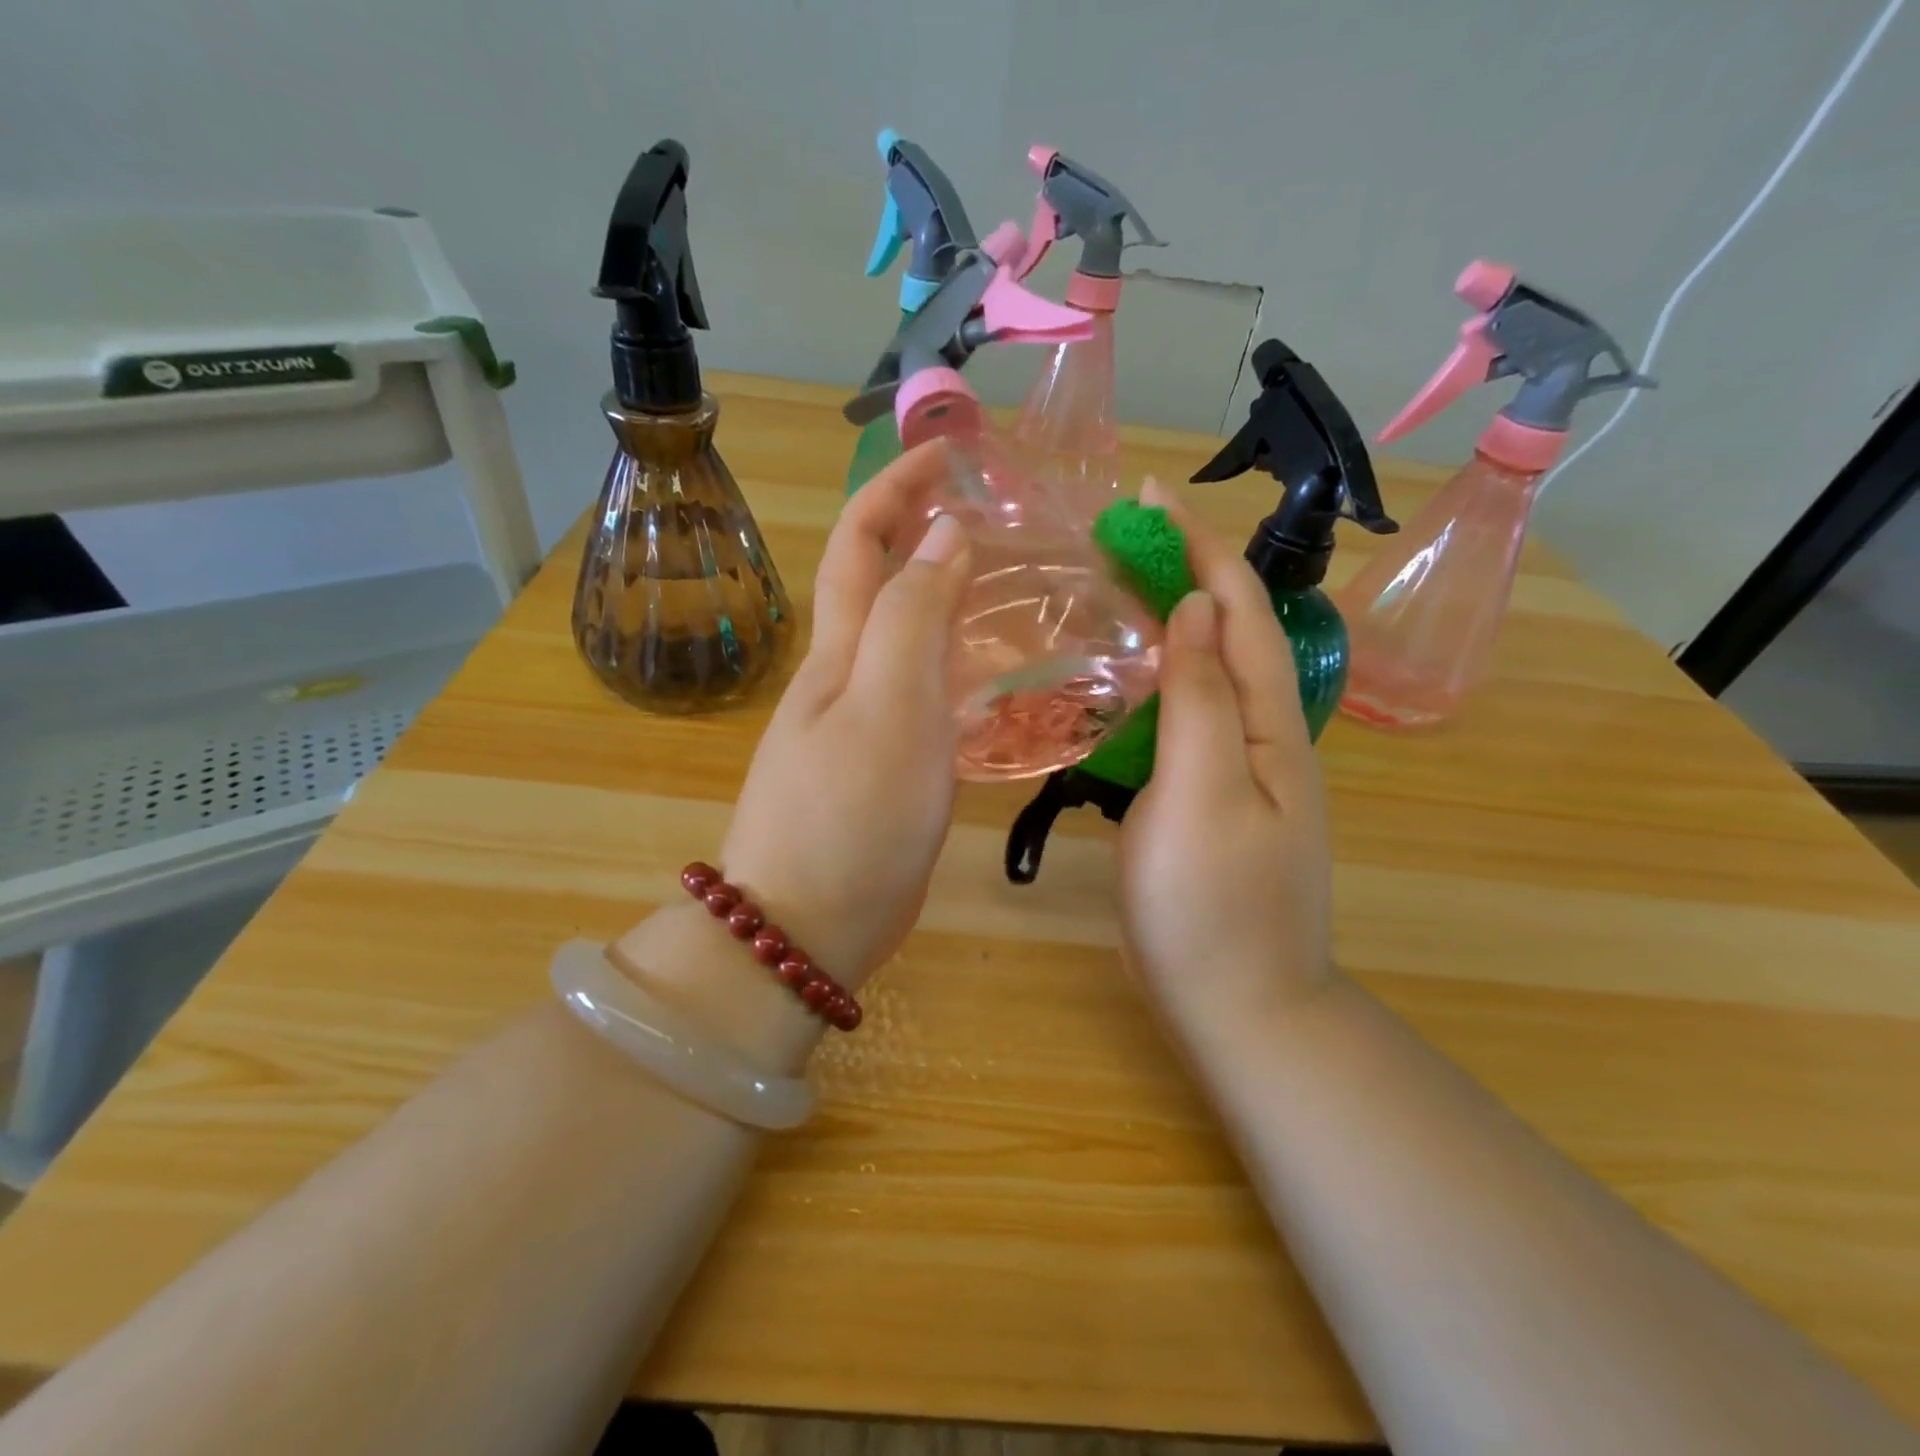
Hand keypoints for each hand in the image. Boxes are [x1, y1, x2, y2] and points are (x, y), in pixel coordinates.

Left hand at [717, 442, 969, 989]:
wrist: (808, 924)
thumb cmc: (851, 813)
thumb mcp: (889, 706)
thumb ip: (915, 617)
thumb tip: (942, 535)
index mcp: (841, 648)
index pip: (862, 539)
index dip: (899, 486)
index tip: (953, 453)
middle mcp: (846, 673)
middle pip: (880, 579)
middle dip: (922, 527)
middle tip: (993, 511)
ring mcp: (863, 720)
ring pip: (904, 635)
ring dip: (944, 592)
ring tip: (1007, 580)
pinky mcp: (885, 763)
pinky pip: (923, 690)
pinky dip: (956, 661)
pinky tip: (994, 674)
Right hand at [1119, 480, 1336, 1046]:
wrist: (1238, 1006)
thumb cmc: (1213, 905)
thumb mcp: (1202, 794)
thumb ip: (1203, 699)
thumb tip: (1196, 610)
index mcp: (1270, 725)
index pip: (1240, 613)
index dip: (1199, 550)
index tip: (1150, 499)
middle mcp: (1261, 736)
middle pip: (1226, 636)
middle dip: (1181, 574)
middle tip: (1119, 539)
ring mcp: (1233, 770)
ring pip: (1203, 675)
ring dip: (1166, 623)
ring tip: (1112, 590)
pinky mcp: (1203, 800)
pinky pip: (1182, 719)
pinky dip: (1152, 681)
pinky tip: (1117, 680)